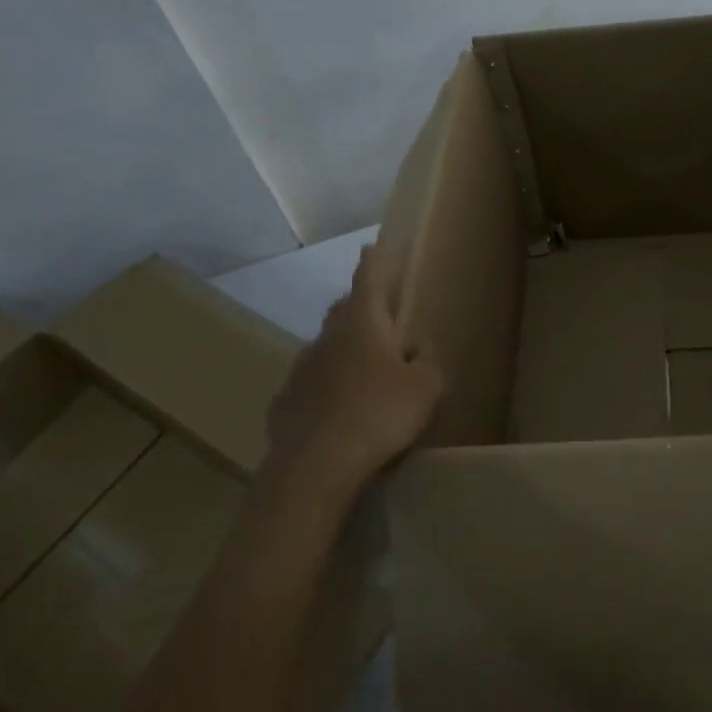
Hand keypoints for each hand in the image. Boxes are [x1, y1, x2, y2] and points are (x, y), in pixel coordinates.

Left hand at [264, 243, 441, 502]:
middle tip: (379, 320)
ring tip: (363, 376)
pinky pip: (311, 386)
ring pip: (326, 350)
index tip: (370, 246)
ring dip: (343, 354)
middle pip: (342, 313)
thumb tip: (416, 350)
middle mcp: (327, 338)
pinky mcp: (285, 403)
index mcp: (362, 324)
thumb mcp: (426, 387)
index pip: (367, 281)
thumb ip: (426, 362)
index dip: (372, 263)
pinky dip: (326, 390)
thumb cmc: (380, 415)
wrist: (316, 465)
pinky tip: (338, 414)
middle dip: (358, 309)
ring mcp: (300, 370)